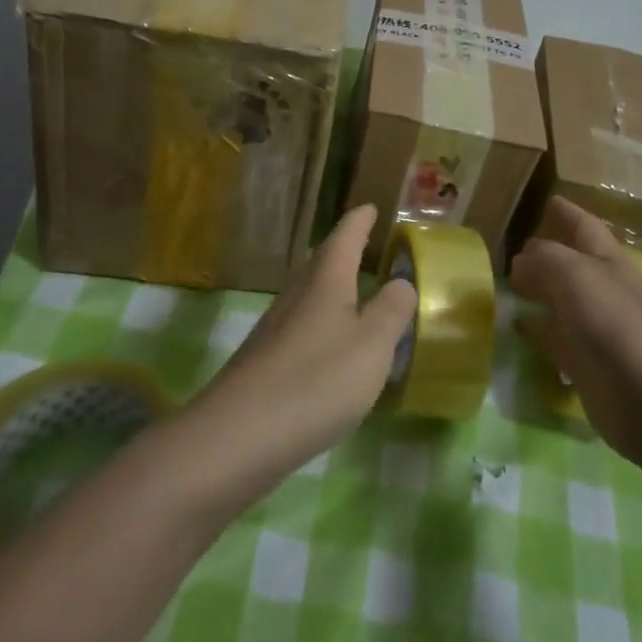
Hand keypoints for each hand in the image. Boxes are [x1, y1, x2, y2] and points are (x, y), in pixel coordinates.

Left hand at [189, 204, 416, 491]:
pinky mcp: (264, 361)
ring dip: (331, 289)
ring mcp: (274, 329)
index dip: (359, 222)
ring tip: (353, 294)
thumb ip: (392, 311)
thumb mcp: (372, 345)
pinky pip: (300, 328)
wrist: (240, 434)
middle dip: (343, 252)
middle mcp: (296, 296)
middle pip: (320, 263)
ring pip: (308, 296)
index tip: (370, 207)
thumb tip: (400, 281)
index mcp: (325, 282)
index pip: (344, 238)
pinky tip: (329, 348)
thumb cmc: (318, 380)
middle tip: (363, 245)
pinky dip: (321, 324)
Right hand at [509, 197, 641, 465]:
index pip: (585, 227)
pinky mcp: (585, 362)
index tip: (548, 199)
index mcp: (609, 261)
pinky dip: (536, 326)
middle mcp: (603, 290)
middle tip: (511, 245)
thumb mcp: (574, 274)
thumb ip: (544, 259)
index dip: (567, 213)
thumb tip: (521, 261)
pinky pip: (554, 335)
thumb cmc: (616, 324)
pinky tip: (516, 323)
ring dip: (537, 288)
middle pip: (570, 263)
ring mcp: (596, 328)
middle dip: (544, 252)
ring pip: (560, 298)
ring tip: (506, 280)